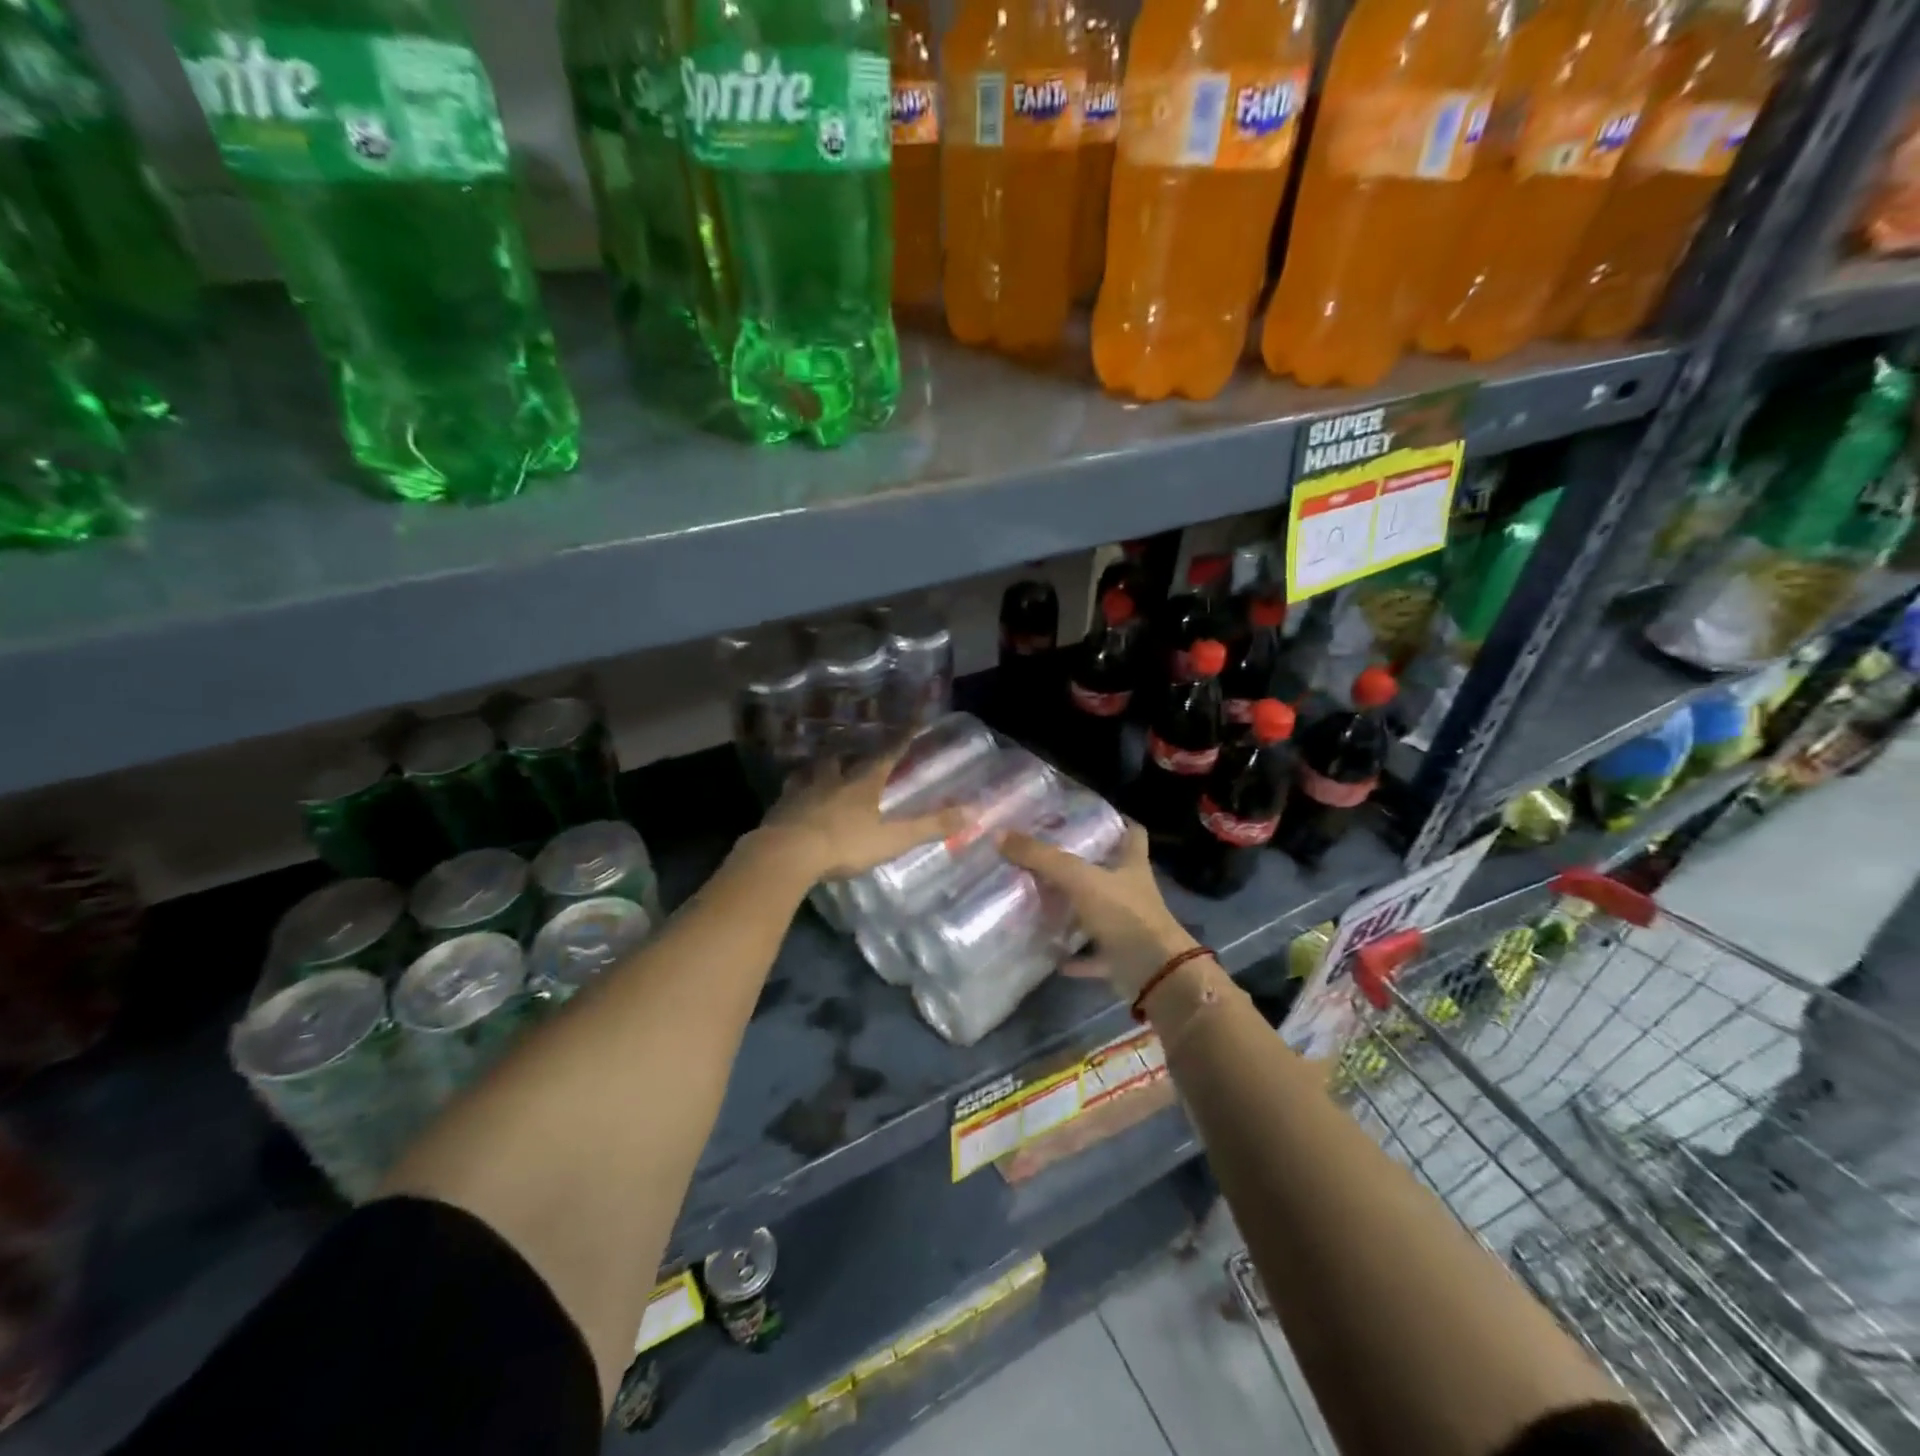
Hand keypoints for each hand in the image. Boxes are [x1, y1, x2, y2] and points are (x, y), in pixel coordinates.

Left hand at [753, 751, 968, 883]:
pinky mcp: (779, 809)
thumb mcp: (893, 839)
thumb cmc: (844, 843)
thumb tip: (972, 812)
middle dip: (848, 751)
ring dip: (817, 768)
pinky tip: (791, 800)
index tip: (914, 719)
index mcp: (862, 784)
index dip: (903, 737)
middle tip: (851, 748)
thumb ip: (930, 827)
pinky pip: (788, 794)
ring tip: (818, 769)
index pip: (888, 754)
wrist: (787, 853)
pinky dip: (793, 793)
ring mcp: (802, 792)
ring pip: (811, 771)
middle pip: (841, 757)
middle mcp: (832, 780)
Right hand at [999, 822, 1198, 1001]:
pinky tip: (1048, 952)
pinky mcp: (1120, 957)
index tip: (1091, 814)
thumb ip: (1042, 858)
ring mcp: (1127, 925)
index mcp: (1131, 865)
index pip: (1132, 833)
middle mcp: (1131, 892)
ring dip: (1074, 909)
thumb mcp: (1080, 879)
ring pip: (1097, 911)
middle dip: (1082, 864)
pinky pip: (1091, 953)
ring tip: (1039, 898)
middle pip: (1108, 871)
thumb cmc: (1124, 915)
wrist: (1154, 974)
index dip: (1117, 821)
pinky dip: (1073, 955)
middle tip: (1046, 854)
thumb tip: (1000, 835)